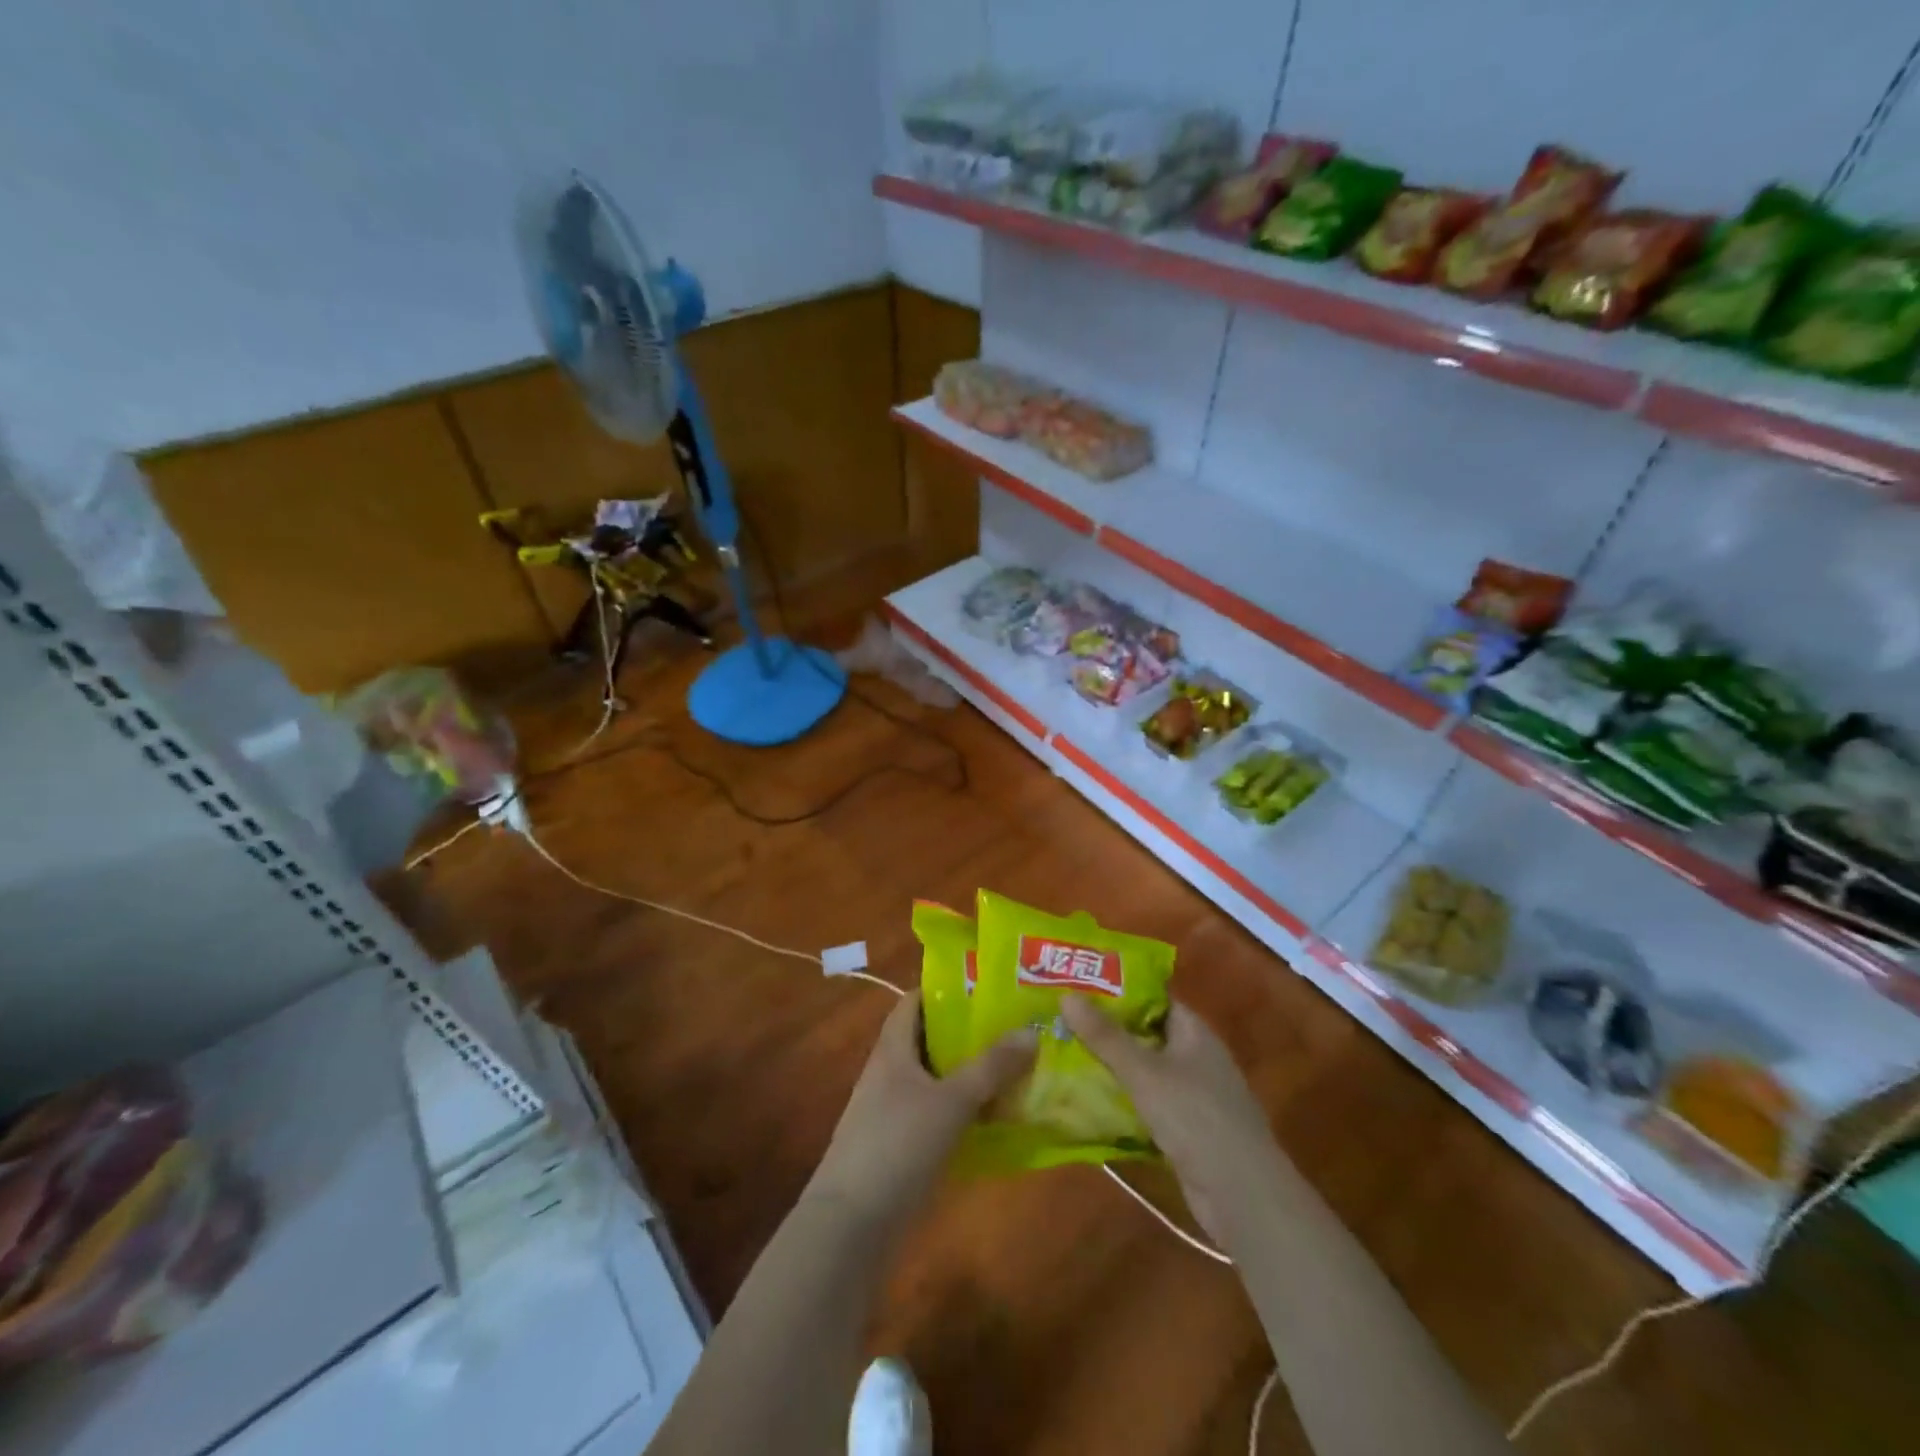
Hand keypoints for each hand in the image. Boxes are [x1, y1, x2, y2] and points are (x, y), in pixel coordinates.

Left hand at [809, 991, 1035, 1228]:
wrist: (850, 1227)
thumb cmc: (897, 1146)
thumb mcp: (950, 1101)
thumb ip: (991, 1067)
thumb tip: (1031, 1030)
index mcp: (892, 1048)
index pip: (915, 1001)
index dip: (947, 989)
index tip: (989, 988)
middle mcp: (890, 1072)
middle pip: (930, 1039)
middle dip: (969, 1033)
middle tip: (1016, 1028)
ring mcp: (892, 1111)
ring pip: (937, 1079)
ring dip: (970, 1075)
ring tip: (1017, 1069)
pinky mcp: (900, 1146)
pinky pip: (937, 1115)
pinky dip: (963, 1111)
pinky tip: (996, 1121)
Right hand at [1062, 996, 1284, 1245]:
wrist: (1242, 1196)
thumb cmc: (1195, 1118)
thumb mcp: (1144, 1073)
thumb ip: (1105, 1036)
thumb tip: (1066, 995)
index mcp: (1194, 1032)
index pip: (1154, 997)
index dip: (1118, 989)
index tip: (1079, 984)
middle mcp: (1195, 1056)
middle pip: (1145, 1033)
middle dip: (1107, 1028)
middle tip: (1061, 1018)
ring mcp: (1192, 1094)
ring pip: (1144, 1070)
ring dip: (1111, 1066)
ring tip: (1063, 1053)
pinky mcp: (1186, 1128)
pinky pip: (1147, 1103)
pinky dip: (1122, 1100)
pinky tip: (1087, 1100)